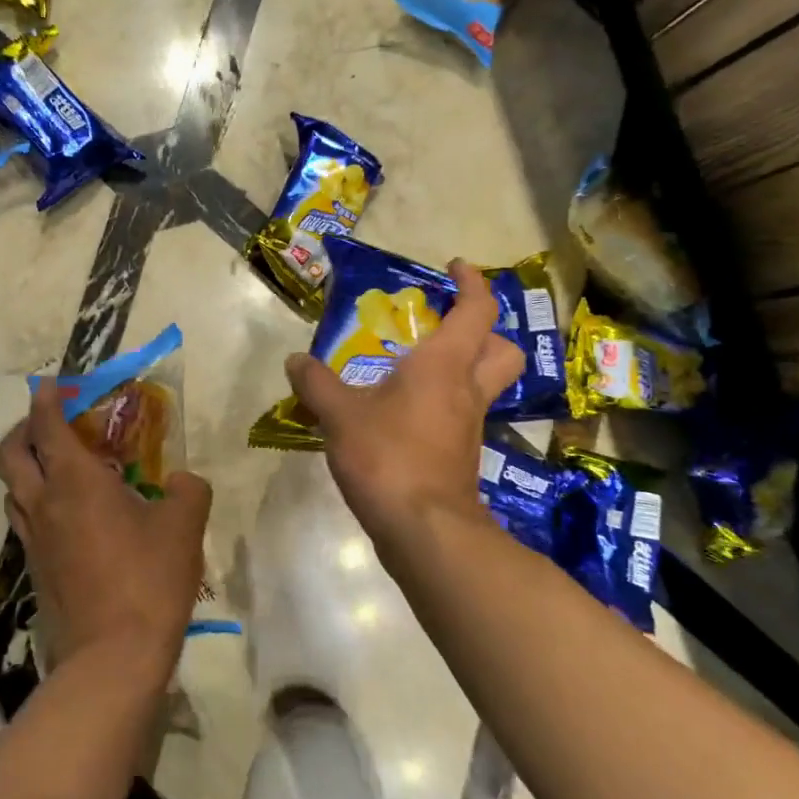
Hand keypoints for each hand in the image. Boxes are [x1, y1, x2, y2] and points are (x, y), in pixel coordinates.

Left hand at [0, 380, 211, 689]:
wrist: (112, 658)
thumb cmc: (148, 579)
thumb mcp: (184, 526)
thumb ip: (188, 490)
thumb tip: (182, 481)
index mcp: (75, 481)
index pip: (47, 425)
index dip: (46, 399)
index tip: (50, 384)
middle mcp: (44, 503)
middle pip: (9, 454)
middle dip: (22, 429)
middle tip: (49, 423)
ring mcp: (34, 540)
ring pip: (12, 490)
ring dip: (26, 468)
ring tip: (60, 468)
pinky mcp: (35, 571)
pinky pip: (26, 521)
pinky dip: (37, 504)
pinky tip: (70, 516)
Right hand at [285, 259, 524, 557]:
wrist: (424, 530)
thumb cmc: (387, 456)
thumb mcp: (339, 414)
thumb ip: (316, 382)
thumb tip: (295, 361)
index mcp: (445, 364)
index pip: (478, 310)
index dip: (472, 283)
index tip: (456, 268)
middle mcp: (466, 389)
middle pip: (502, 349)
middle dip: (483, 330)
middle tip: (445, 325)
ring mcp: (468, 426)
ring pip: (483, 384)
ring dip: (459, 368)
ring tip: (410, 369)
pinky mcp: (460, 456)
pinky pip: (459, 416)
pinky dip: (439, 405)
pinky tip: (400, 415)